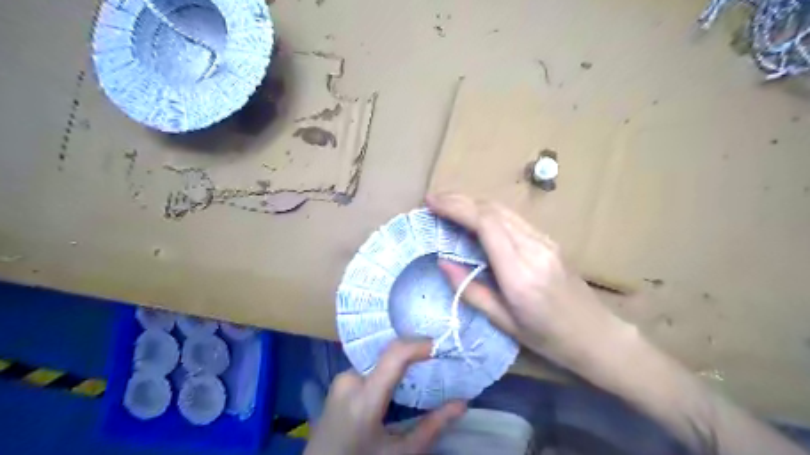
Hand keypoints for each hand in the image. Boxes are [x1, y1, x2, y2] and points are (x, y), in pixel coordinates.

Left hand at [305, 340, 467, 452]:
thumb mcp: (400, 453)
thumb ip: (432, 427)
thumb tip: (462, 403)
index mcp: (364, 398)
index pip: (394, 355)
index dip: (420, 344)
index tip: (442, 346)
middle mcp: (350, 379)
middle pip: (388, 354)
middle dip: (415, 352)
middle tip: (439, 357)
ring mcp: (342, 378)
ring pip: (381, 357)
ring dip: (402, 360)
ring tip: (425, 367)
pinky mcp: (340, 380)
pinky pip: (371, 365)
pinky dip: (390, 367)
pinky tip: (403, 378)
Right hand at [427, 192, 635, 375]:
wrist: (597, 335)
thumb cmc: (548, 338)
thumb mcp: (504, 322)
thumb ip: (470, 291)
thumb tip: (442, 262)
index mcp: (520, 274)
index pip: (486, 225)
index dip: (456, 208)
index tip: (431, 203)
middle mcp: (533, 249)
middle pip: (493, 210)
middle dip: (459, 199)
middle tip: (433, 200)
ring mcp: (544, 241)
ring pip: (503, 209)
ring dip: (473, 202)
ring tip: (448, 204)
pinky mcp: (549, 240)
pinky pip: (513, 218)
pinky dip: (488, 211)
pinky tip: (474, 217)